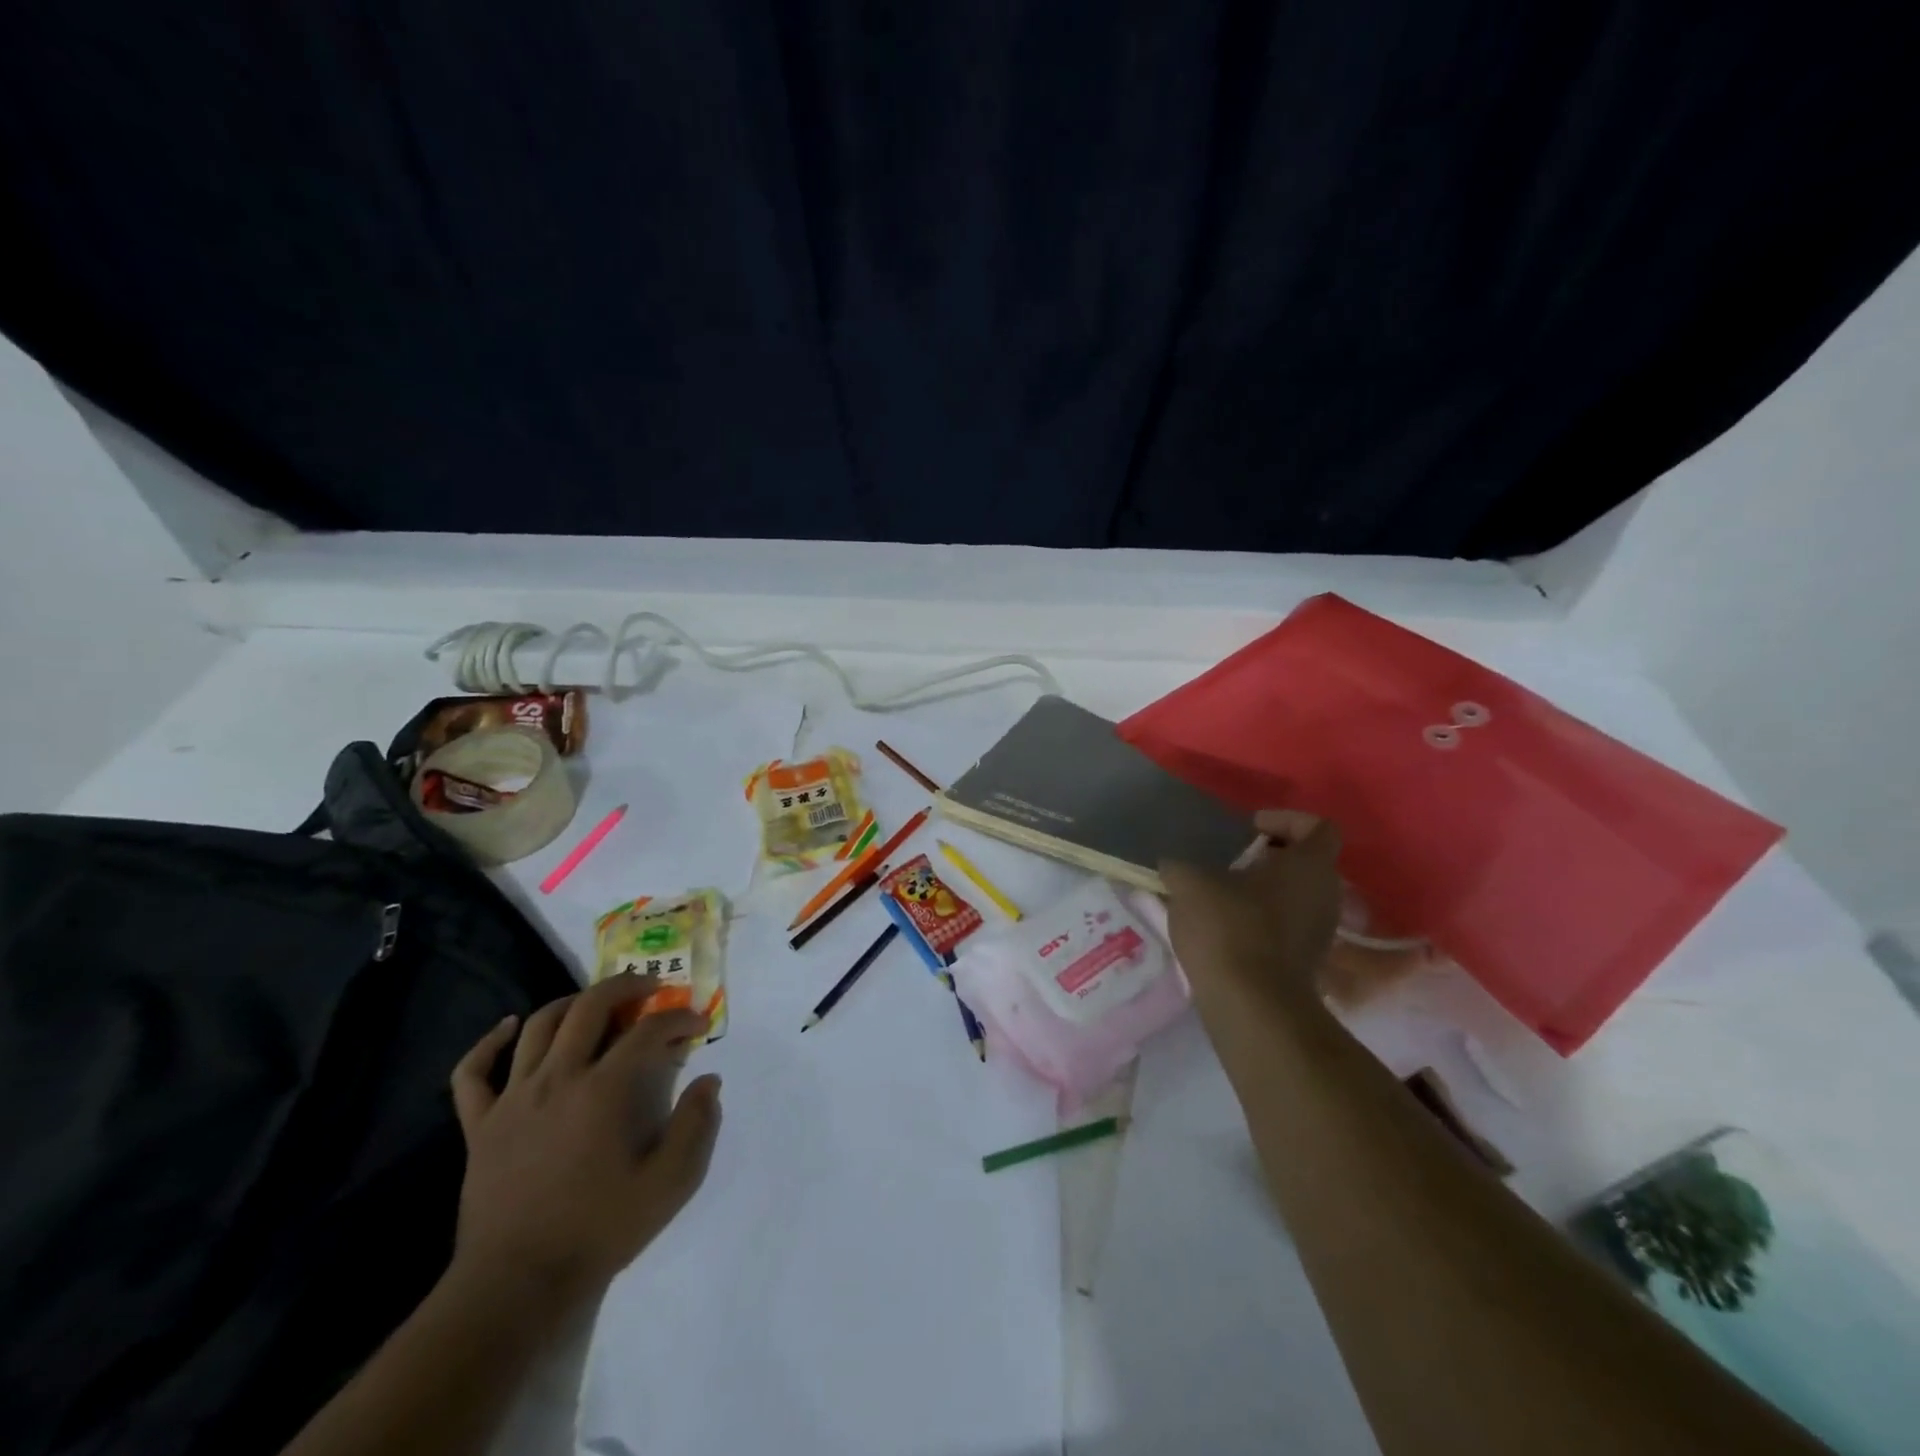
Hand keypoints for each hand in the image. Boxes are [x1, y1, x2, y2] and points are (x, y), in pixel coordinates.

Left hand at [448, 974, 721, 1319]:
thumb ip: (696, 1126)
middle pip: (590, 1007)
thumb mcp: (668, 1184)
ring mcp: (513, 1099)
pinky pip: (473, 1072)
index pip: (648, 1032)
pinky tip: (508, 1028)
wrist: (515, 1287)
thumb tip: (709, 1082)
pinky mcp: (480, 1125)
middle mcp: (557, 1079)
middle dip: (626, 986)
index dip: (679, 1019)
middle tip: (650, 987)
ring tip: (595, 1003)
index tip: (698, 1023)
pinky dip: (488, 1043)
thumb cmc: (597, 1232)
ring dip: (572, 1003)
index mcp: (603, 1091)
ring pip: (538, 1026)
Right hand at [1161, 810, 1342, 1015]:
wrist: (1252, 1005)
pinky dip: (1264, 921)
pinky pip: (1289, 927)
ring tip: (1224, 896)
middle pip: (1307, 862)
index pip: (1318, 827)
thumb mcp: (1190, 884)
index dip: (1285, 820)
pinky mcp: (1308, 963)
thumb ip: (1181, 866)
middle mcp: (1327, 895)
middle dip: (1271, 857)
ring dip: (1265, 891)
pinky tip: (1227, 928)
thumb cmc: (1230, 928)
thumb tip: (1173, 866)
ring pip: (1298, 896)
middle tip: (1233, 861)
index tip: (1250, 829)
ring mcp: (1322, 932)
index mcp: (1310, 866)